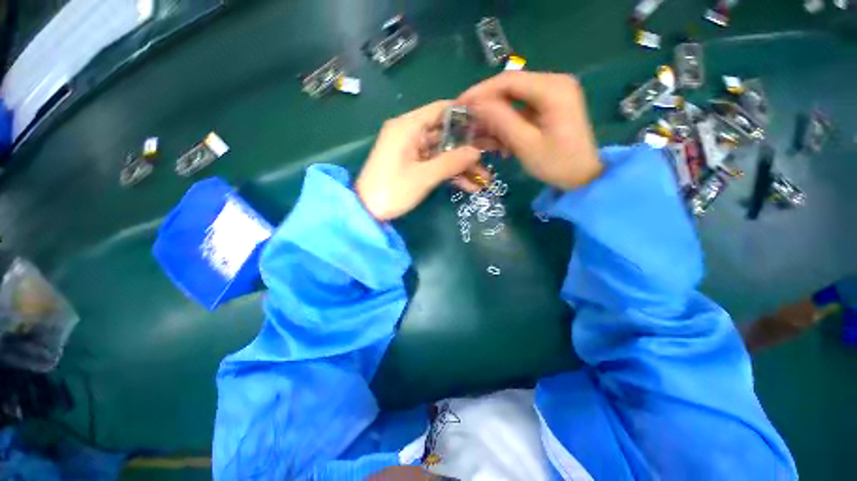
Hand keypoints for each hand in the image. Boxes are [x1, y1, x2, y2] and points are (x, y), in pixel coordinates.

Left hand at [355, 101, 482, 220]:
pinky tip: (469, 186)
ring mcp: (411, 151)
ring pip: (442, 152)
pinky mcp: (412, 166)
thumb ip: (451, 162)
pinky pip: (435, 164)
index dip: (465, 115)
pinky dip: (449, 173)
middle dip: (468, 145)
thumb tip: (476, 152)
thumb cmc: (392, 191)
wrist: (366, 212)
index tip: (487, 123)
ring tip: (484, 176)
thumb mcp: (424, 176)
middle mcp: (410, 133)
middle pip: (445, 133)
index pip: (441, 109)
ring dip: (461, 164)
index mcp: (408, 126)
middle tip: (492, 152)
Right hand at [460, 71, 602, 189]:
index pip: (508, 80)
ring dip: (496, 116)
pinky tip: (501, 139)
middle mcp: (555, 82)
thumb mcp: (525, 144)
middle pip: (510, 87)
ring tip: (483, 135)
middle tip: (468, 121)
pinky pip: (522, 108)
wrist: (583, 176)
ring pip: (514, 98)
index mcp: (553, 88)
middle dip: (487, 105)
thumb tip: (476, 104)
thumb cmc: (556, 164)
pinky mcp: (551, 105)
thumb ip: (501, 121)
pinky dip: (508, 121)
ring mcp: (554, 93)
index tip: (459, 104)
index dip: (480, 91)